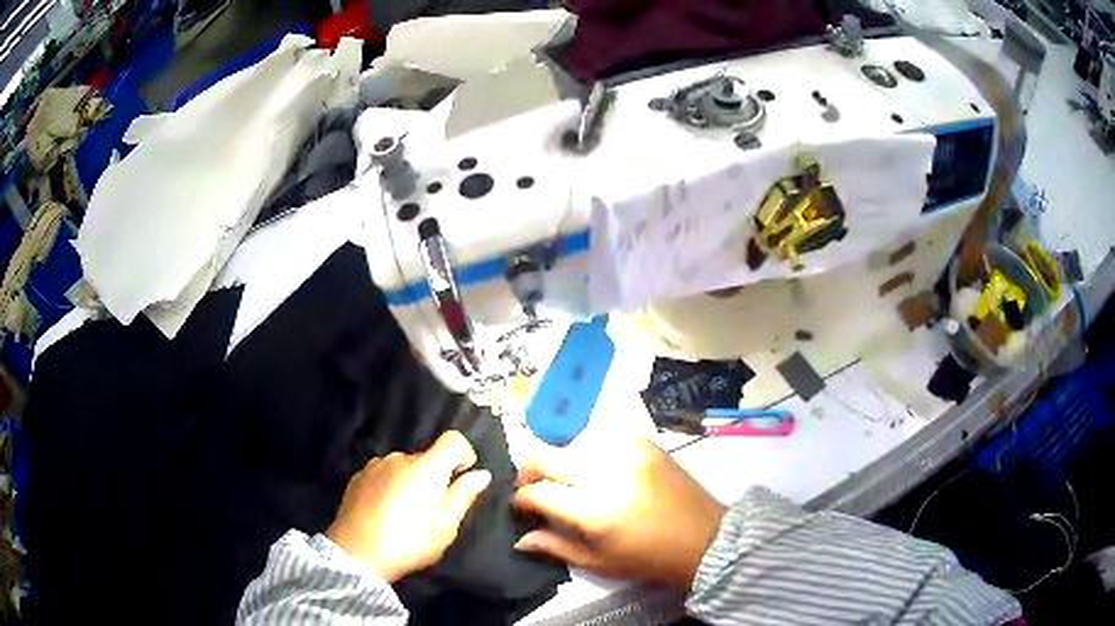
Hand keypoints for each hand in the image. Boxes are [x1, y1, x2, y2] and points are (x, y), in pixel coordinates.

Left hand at [327, 431, 491, 582]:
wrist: (358, 553)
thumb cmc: (410, 541)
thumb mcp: (446, 526)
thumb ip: (464, 496)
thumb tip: (482, 474)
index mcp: (427, 467)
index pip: (453, 440)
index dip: (464, 454)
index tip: (462, 477)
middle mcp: (400, 458)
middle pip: (426, 458)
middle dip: (434, 477)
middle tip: (431, 510)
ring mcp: (375, 466)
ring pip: (402, 467)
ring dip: (409, 482)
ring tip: (403, 514)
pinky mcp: (357, 477)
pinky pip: (382, 475)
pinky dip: (388, 486)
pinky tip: (383, 513)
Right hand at [512, 434, 724, 591]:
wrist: (704, 539)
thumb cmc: (649, 559)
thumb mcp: (599, 563)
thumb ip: (555, 547)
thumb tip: (520, 538)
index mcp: (596, 512)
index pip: (540, 492)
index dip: (521, 499)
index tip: (521, 506)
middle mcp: (609, 475)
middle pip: (549, 457)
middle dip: (530, 471)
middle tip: (533, 487)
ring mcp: (629, 454)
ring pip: (574, 441)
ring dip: (562, 458)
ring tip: (566, 477)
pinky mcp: (646, 444)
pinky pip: (604, 433)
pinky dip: (591, 446)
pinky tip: (594, 463)